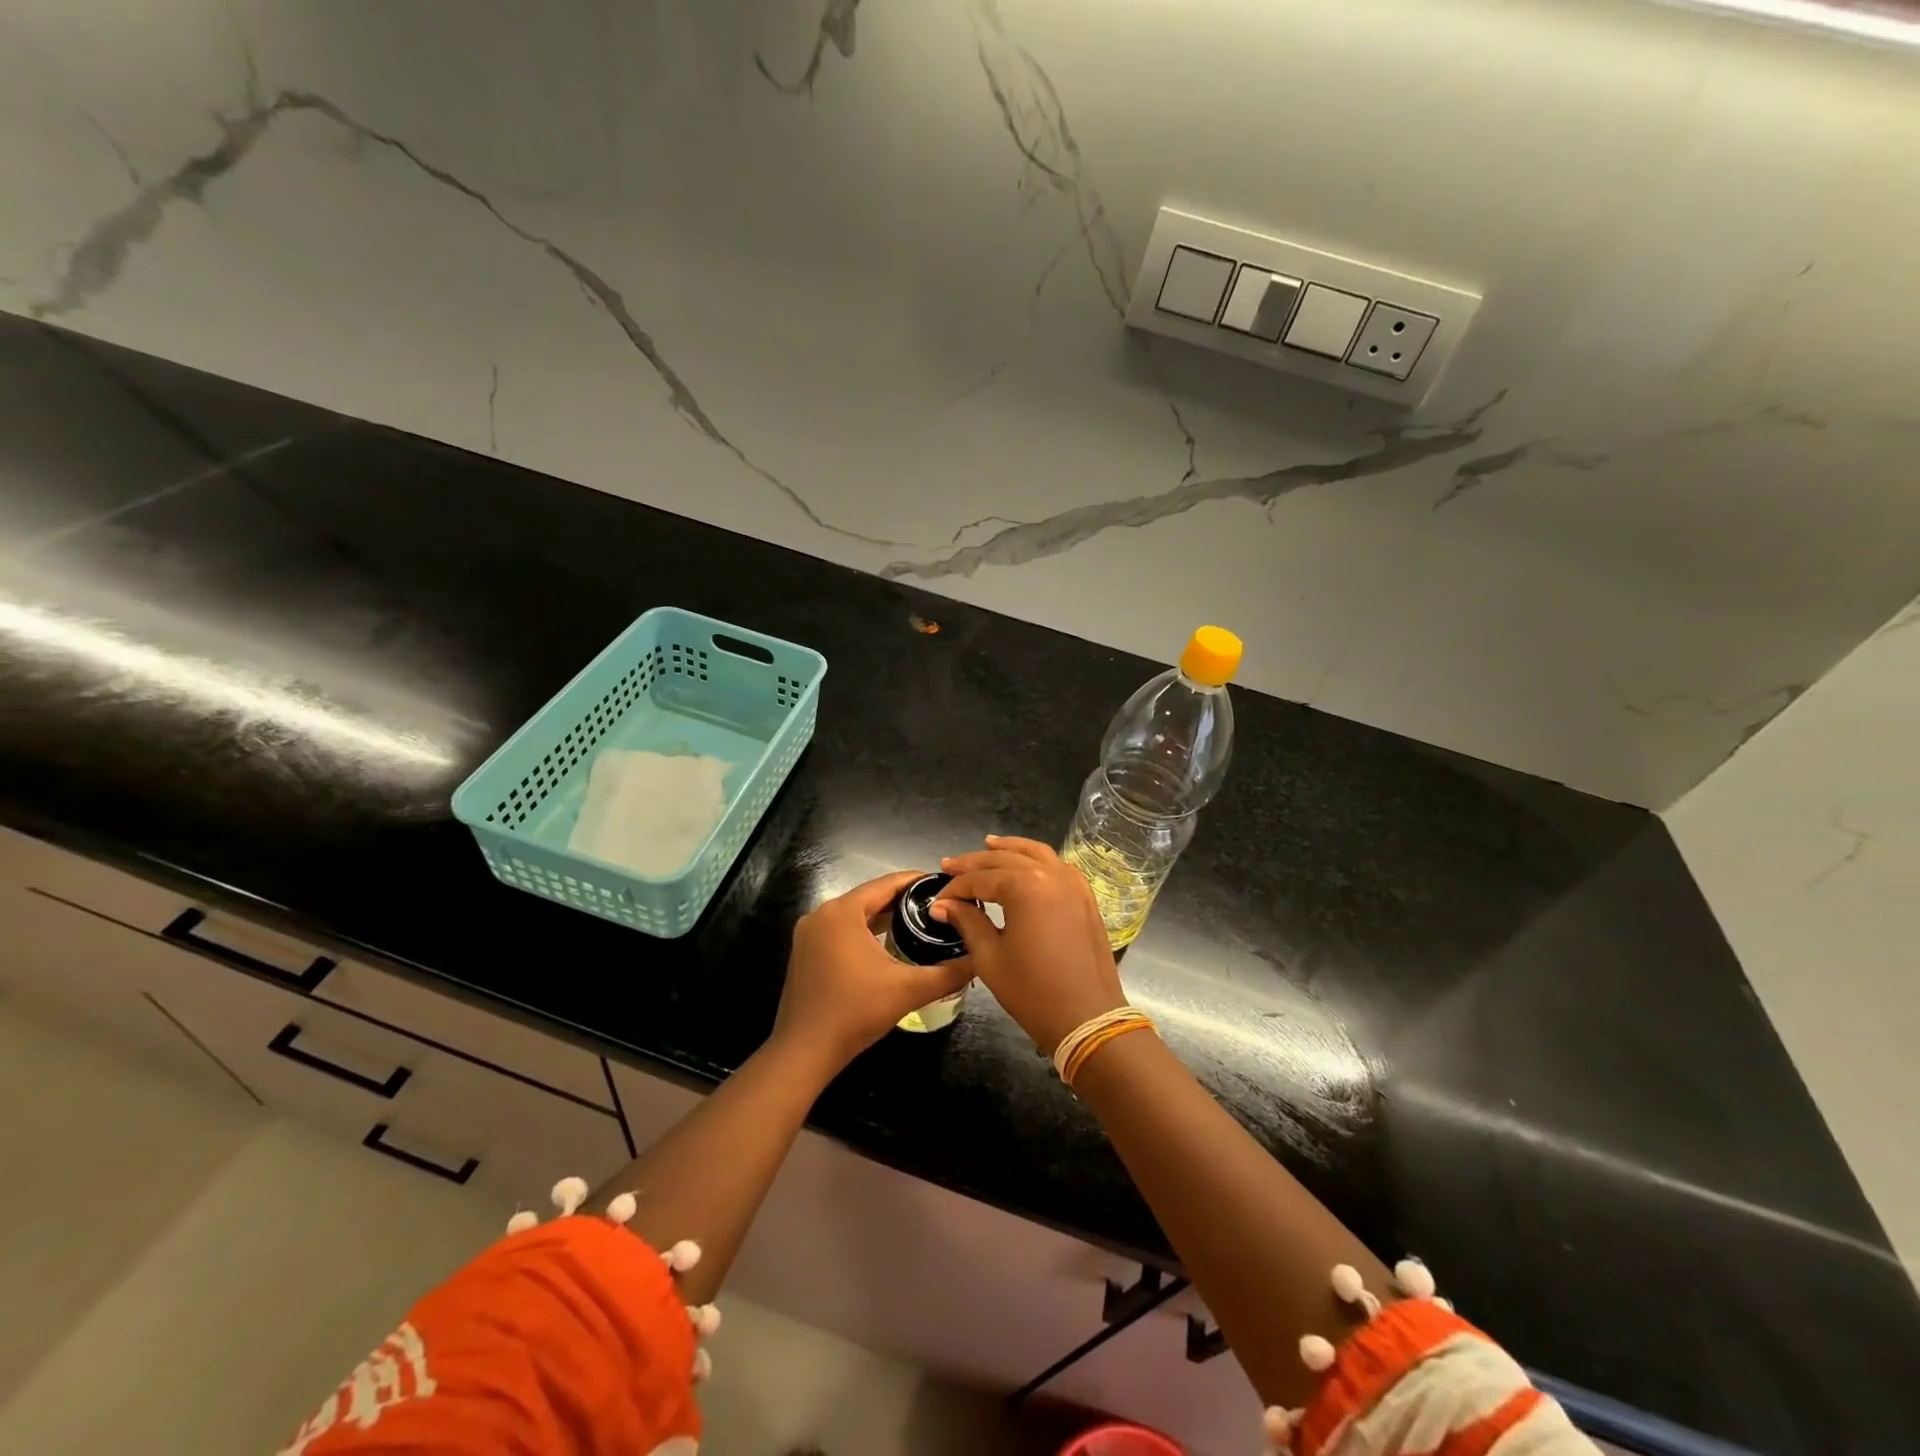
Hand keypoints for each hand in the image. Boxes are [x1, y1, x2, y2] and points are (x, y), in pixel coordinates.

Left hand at [773, 870, 973, 1072]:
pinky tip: (888, 946)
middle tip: (937, 907)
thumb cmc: (855, 1012)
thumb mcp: (908, 990)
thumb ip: (948, 973)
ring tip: (918, 923)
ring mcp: (808, 934)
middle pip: (869, 897)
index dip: (917, 882)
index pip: (886, 883)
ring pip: (854, 915)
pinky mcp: (805, 953)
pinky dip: (864, 933)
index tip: (944, 886)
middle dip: (903, 901)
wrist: (804, 1052)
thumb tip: (978, 960)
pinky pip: (841, 931)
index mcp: (843, 911)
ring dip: (883, 917)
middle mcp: (821, 914)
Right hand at [932, 836, 1125, 1054]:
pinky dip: (1038, 859)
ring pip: (1035, 854)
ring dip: (1009, 849)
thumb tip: (943, 905)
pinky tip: (1026, 865)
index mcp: (1024, 887)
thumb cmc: (1033, 991)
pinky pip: (1058, 866)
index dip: (955, 888)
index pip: (980, 879)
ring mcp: (1073, 883)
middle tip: (949, 865)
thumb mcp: (990, 958)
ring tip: (987, 846)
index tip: (937, 901)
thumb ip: (967, 922)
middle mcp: (1050, 875)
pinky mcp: (1085, 897)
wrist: (1087, 1018)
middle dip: (974, 863)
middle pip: (1005, 859)